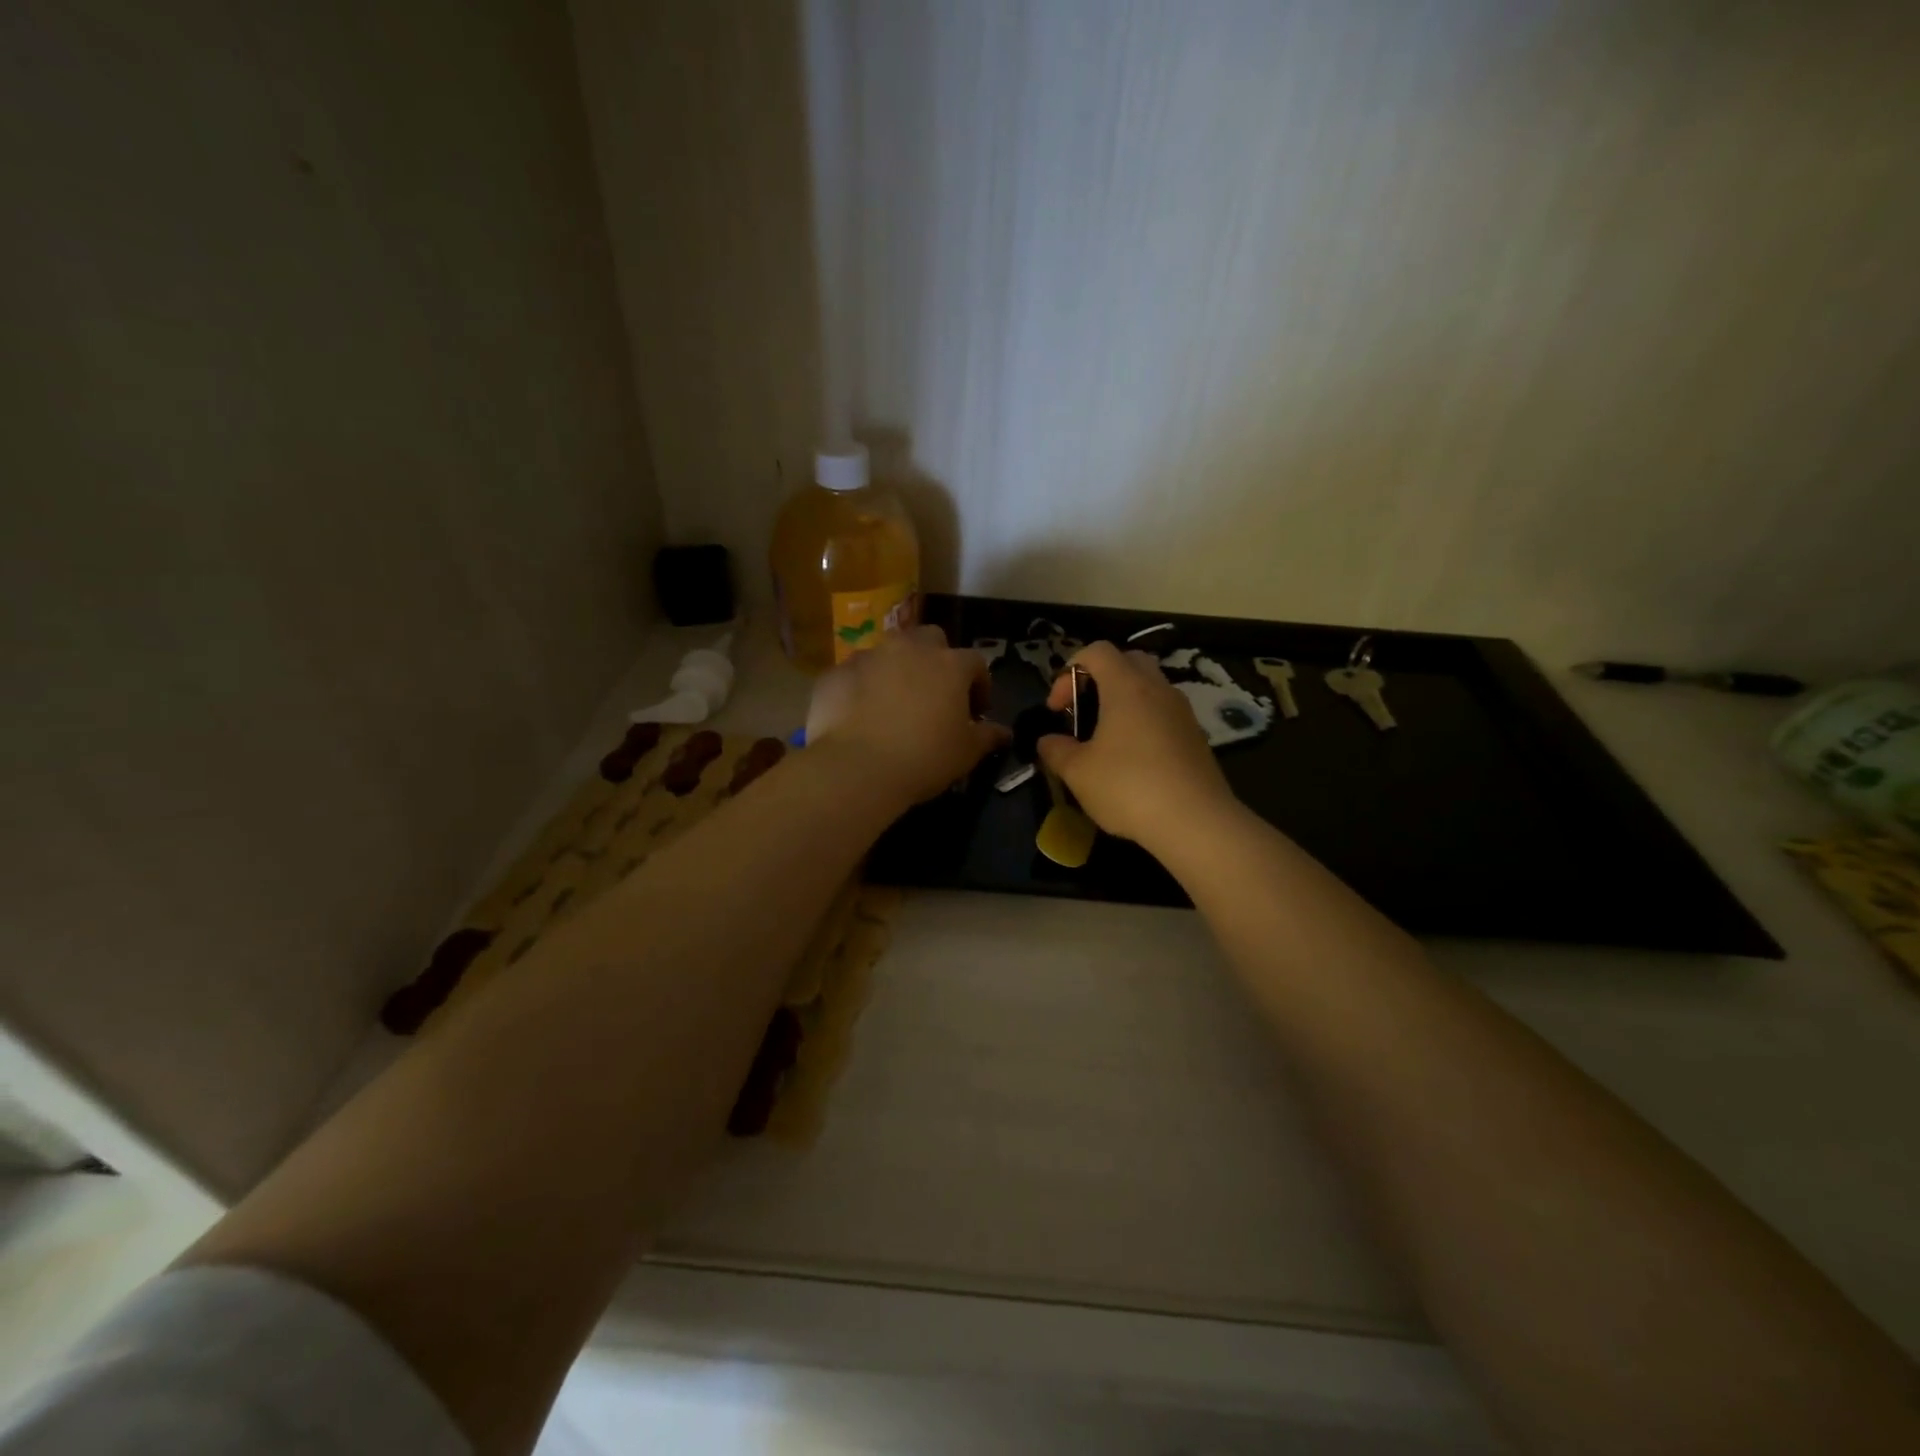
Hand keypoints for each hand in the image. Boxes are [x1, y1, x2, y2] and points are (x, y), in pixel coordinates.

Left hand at [805, 626, 1009, 808]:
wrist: (856, 768)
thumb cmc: (924, 758)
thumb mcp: (966, 753)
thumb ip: (987, 737)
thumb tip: (1004, 733)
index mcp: (949, 664)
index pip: (975, 663)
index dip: (979, 685)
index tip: (976, 711)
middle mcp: (909, 649)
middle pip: (930, 639)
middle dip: (935, 660)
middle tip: (934, 693)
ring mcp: (868, 656)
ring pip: (888, 652)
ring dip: (895, 670)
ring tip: (893, 703)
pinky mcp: (835, 673)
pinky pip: (854, 674)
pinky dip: (861, 687)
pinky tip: (859, 715)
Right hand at [1036, 640, 1238, 849]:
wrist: (1196, 822)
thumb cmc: (1128, 787)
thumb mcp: (1078, 772)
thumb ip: (1056, 751)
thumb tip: (1047, 741)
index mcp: (1127, 686)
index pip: (1096, 651)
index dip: (1069, 671)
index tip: (1057, 708)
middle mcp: (1158, 689)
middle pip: (1127, 661)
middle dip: (1099, 679)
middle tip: (1083, 712)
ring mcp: (1182, 712)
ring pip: (1150, 687)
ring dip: (1124, 701)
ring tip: (1106, 738)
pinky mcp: (1196, 737)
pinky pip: (1164, 713)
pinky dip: (1144, 722)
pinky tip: (1133, 760)